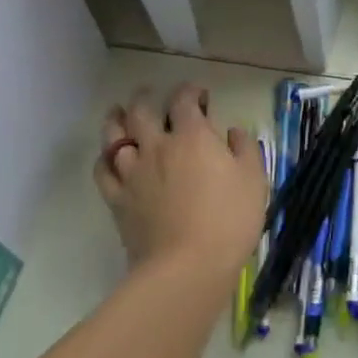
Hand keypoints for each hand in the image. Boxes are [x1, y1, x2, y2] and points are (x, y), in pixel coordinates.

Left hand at [94, 85, 266, 282]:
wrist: (187, 267)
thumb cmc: (229, 220)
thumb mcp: (254, 180)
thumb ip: (245, 149)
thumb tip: (233, 131)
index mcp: (192, 136)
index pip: (184, 100)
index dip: (190, 90)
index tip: (199, 94)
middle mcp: (157, 145)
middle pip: (141, 110)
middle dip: (145, 97)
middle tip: (150, 95)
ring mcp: (132, 172)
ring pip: (114, 135)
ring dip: (116, 119)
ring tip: (118, 113)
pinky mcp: (117, 199)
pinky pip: (102, 170)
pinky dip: (104, 158)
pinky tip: (110, 157)